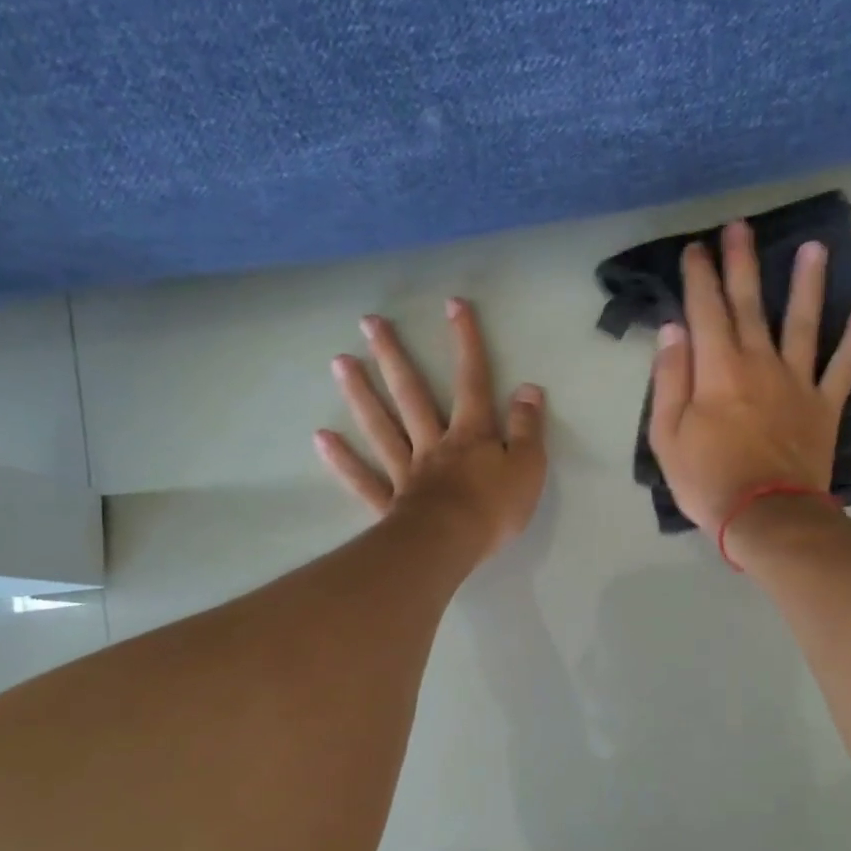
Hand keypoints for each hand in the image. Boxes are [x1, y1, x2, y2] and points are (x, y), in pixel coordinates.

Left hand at [316, 299, 547, 559]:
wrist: (450, 545)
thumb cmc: (494, 508)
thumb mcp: (528, 467)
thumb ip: (527, 428)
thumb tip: (528, 388)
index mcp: (471, 435)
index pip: (472, 381)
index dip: (466, 342)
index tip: (453, 305)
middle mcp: (434, 444)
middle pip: (412, 394)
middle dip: (394, 357)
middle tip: (369, 323)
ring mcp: (407, 472)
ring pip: (382, 427)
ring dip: (362, 394)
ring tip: (340, 362)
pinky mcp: (391, 503)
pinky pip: (364, 479)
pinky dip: (344, 460)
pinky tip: (322, 439)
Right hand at [648, 220, 850, 536]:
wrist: (765, 516)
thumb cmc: (708, 480)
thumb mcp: (667, 436)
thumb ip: (670, 379)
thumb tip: (673, 330)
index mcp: (717, 369)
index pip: (705, 310)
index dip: (700, 277)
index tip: (697, 248)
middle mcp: (759, 363)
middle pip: (751, 304)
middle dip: (742, 263)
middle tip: (741, 227)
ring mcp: (797, 382)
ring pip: (804, 322)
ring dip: (808, 283)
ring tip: (814, 248)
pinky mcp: (825, 405)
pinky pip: (845, 366)